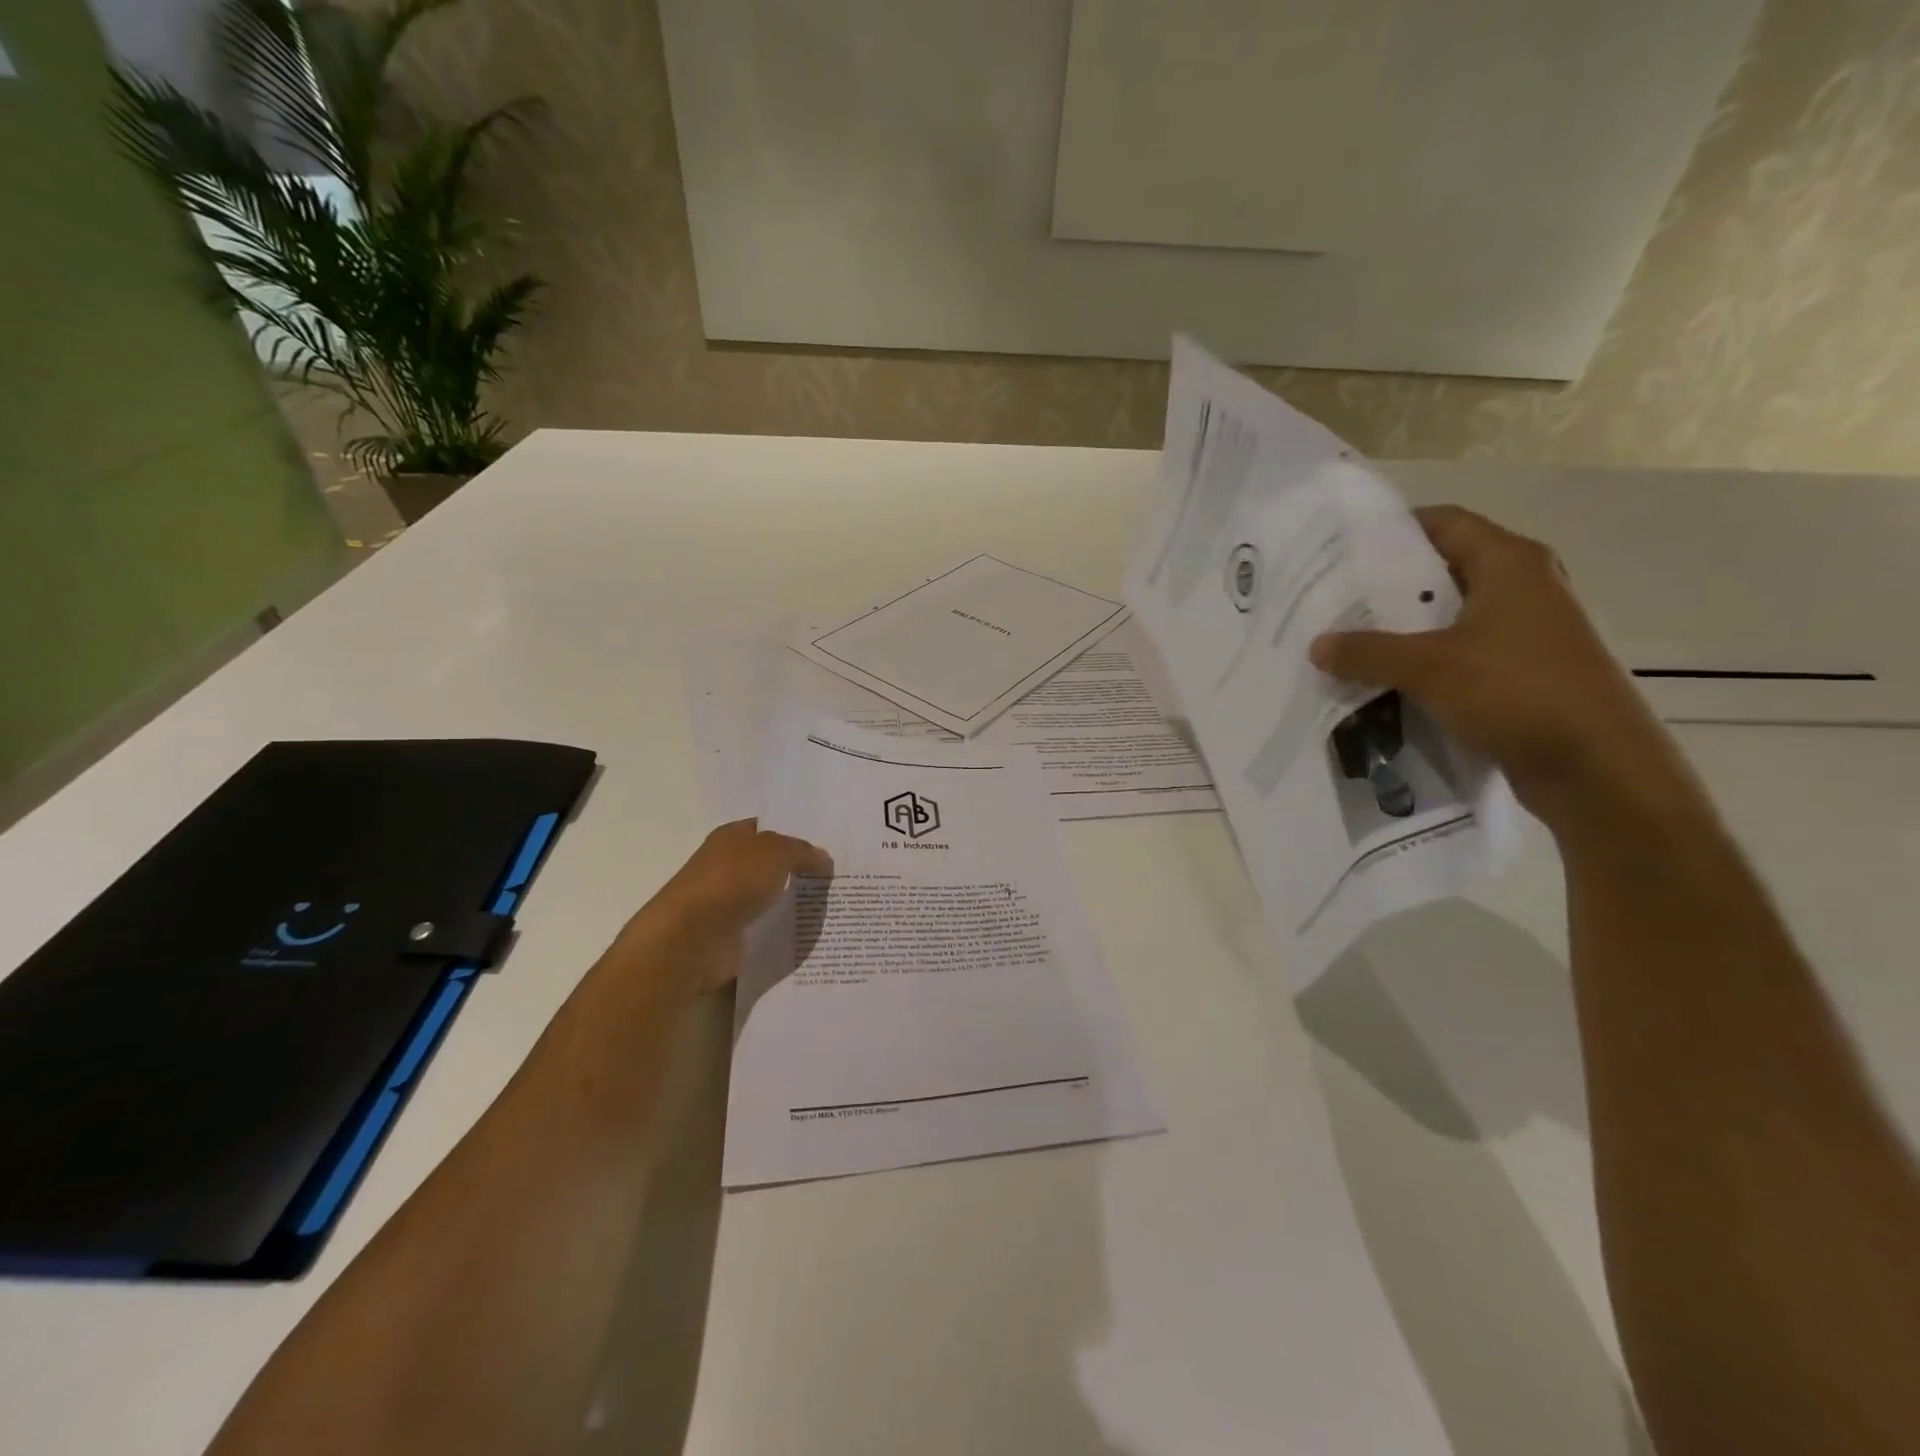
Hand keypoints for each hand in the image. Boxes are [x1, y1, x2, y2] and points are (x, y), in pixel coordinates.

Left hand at [624, 820, 832, 996]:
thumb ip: (802, 852)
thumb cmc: (731, 881)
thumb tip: (823, 858)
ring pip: (771, 898)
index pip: (769, 829)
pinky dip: (785, 931)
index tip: (829, 845)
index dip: (796, 834)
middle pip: (772, 864)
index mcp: (732, 837)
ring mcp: (730, 903)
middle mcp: (729, 866)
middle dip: (801, 870)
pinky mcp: (733, 935)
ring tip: (835, 906)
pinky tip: (814, 932)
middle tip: (840, 875)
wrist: (692, 938)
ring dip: (795, 903)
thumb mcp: (776, 852)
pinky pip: (767, 929)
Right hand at [1310, 505, 1676, 826]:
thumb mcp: (1428, 667)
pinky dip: (1422, 658)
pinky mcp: (1521, 669)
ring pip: (1449, 614)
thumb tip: (1316, 646)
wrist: (1595, 766)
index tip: (1343, 548)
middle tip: (1334, 597)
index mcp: (1509, 564)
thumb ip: (1367, 653)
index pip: (1444, 522)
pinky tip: (1383, 677)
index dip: (1394, 529)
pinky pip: (1459, 650)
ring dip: (1402, 626)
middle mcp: (1522, 586)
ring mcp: (1525, 630)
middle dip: (1388, 584)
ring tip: (1348, 638)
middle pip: (1443, 568)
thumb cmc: (1518, 692)